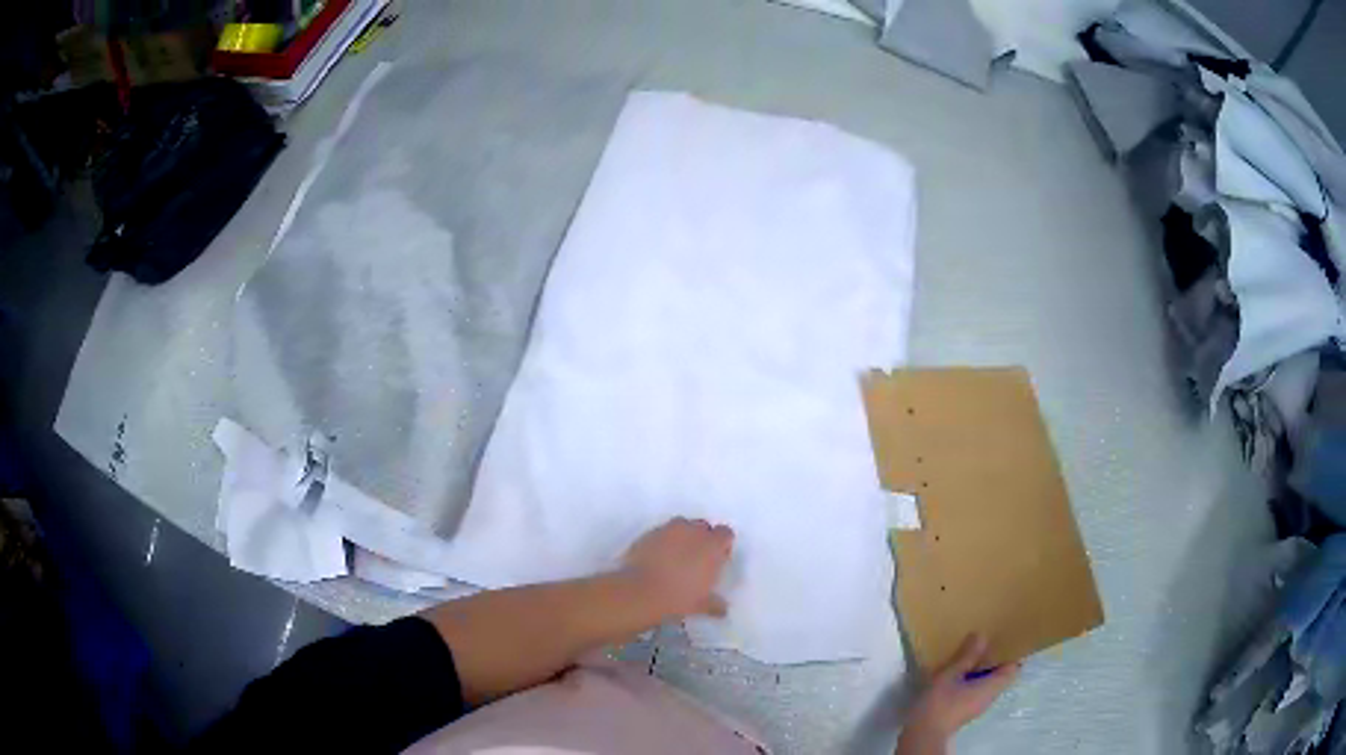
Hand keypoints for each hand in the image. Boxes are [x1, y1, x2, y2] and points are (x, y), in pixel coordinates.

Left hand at [622, 517, 733, 619]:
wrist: (639, 591)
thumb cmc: (678, 597)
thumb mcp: (701, 605)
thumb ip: (715, 604)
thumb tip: (723, 609)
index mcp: (712, 545)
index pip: (725, 534)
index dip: (722, 545)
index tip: (717, 560)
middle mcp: (692, 531)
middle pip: (703, 527)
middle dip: (702, 539)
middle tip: (697, 560)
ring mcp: (669, 529)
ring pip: (682, 526)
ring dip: (683, 537)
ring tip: (676, 558)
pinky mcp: (649, 533)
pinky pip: (662, 533)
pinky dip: (663, 542)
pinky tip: (658, 558)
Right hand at [897, 635, 1018, 753]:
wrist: (923, 733)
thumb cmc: (939, 703)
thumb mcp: (950, 675)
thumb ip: (967, 657)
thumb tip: (983, 636)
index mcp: (991, 687)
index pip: (1013, 669)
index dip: (1011, 655)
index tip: (1003, 642)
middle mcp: (989, 697)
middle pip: (1001, 676)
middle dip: (994, 661)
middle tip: (984, 644)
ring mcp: (977, 706)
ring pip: (987, 684)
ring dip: (981, 671)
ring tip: (969, 656)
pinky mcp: (966, 711)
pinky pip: (976, 691)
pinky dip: (972, 681)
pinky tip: (956, 675)